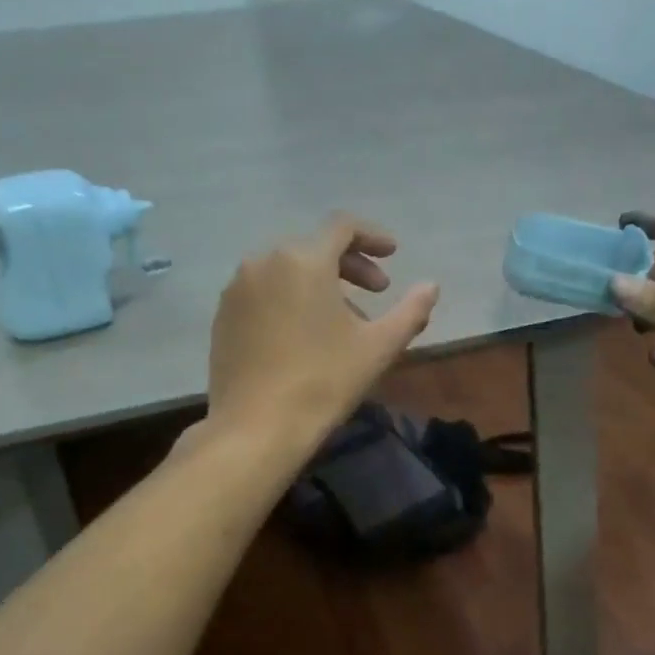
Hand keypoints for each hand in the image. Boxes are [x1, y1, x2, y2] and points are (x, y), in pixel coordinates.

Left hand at [206, 215, 439, 449]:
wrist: (255, 427)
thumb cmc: (323, 382)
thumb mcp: (378, 347)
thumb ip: (411, 311)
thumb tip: (431, 286)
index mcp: (303, 260)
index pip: (342, 227)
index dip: (372, 236)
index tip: (392, 256)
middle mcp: (264, 262)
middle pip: (314, 247)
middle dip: (350, 264)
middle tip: (376, 291)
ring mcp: (237, 288)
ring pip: (286, 270)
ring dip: (319, 283)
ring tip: (342, 319)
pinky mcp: (223, 315)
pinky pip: (263, 291)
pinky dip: (289, 298)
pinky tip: (303, 334)